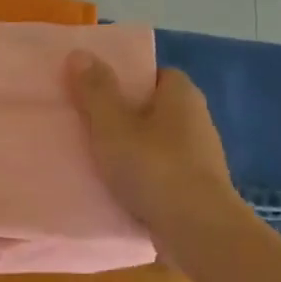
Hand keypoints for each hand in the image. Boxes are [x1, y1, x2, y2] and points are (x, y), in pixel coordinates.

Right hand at [66, 51, 241, 255]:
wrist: (196, 228)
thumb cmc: (153, 168)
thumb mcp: (113, 126)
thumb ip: (95, 91)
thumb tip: (79, 53)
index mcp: (181, 95)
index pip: (154, 74)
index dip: (126, 81)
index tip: (97, 95)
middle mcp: (197, 120)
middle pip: (154, 110)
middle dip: (126, 118)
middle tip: (89, 128)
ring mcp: (200, 157)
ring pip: (158, 145)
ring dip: (134, 152)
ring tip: (98, 163)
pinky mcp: (196, 189)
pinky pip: (162, 175)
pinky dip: (144, 179)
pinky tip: (120, 191)